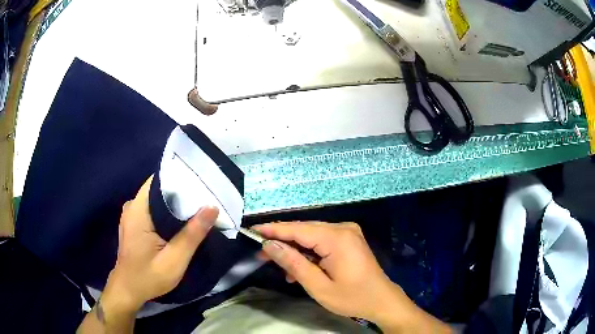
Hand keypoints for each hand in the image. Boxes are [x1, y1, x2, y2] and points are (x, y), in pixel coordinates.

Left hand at [103, 176, 218, 313]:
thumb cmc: (148, 277)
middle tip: (205, 196)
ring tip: (197, 206)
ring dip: (175, 203)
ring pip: (156, 200)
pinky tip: (181, 221)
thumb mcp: (174, 260)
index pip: (158, 181)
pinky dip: (167, 213)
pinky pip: (152, 210)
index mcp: (138, 210)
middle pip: (159, 189)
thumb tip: (212, 207)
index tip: (200, 181)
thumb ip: (192, 235)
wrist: (128, 290)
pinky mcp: (134, 224)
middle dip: (181, 192)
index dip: (179, 178)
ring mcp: (132, 215)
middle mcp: (132, 207)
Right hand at [252, 222, 451, 333]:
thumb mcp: (318, 286)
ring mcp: (348, 233)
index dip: (273, 230)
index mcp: (337, 238)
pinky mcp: (349, 240)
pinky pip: (322, 241)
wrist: (382, 301)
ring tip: (278, 265)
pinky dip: (309, 253)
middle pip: (304, 230)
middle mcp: (343, 229)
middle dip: (282, 241)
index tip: (252, 231)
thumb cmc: (352, 298)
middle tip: (261, 254)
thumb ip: (294, 264)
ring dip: (295, 249)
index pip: (298, 229)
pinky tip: (300, 269)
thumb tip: (270, 246)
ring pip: (312, 236)